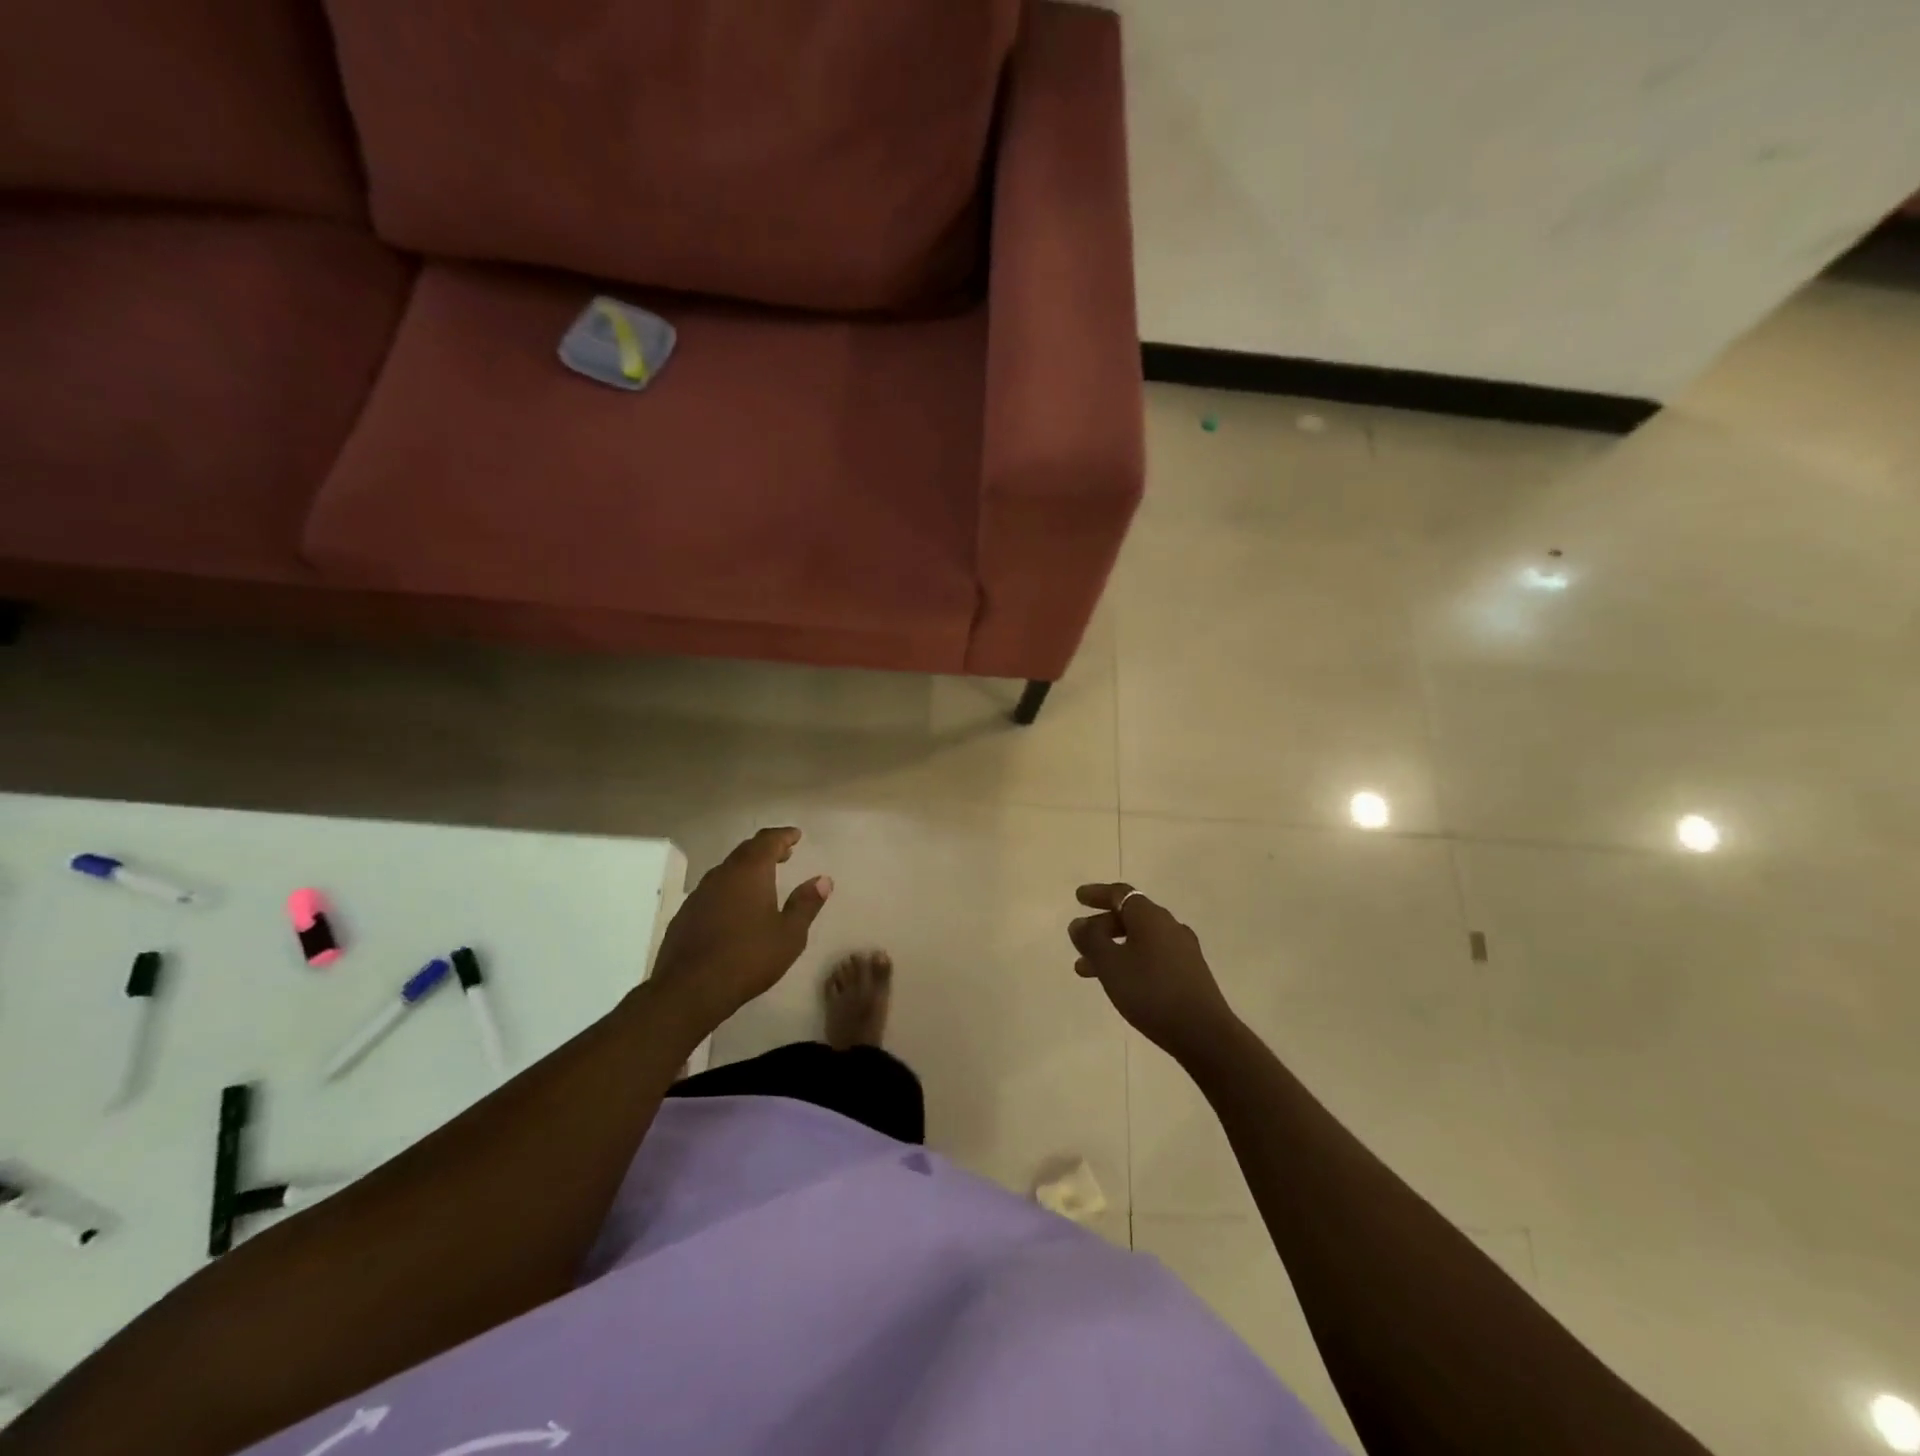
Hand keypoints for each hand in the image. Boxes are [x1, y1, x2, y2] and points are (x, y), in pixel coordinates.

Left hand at [650, 827, 831, 1028]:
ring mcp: (699, 893)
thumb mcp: (789, 934)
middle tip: (784, 853)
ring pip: (727, 870)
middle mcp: (722, 874)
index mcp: (750, 872)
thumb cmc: (748, 957)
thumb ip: (806, 904)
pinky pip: (713, 890)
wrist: (689, 988)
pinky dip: (730, 888)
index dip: (784, 836)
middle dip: (766, 849)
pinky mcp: (685, 914)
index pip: (768, 841)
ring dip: (747, 868)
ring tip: (762, 879)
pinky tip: (735, 907)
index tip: (796, 835)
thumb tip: (823, 879)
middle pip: (746, 850)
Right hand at [1069, 884, 1236, 1061]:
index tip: (1078, 898)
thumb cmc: (1150, 992)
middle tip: (1079, 941)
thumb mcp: (1110, 965)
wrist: (1204, 1033)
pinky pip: (1152, 956)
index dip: (1097, 894)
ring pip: (1139, 940)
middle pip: (1130, 916)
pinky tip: (1120, 983)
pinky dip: (1130, 961)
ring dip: (1112, 949)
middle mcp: (1169, 926)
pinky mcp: (1189, 973)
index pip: (1120, 894)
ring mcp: (1183, 950)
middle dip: (1101, 927)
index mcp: (1150, 916)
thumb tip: (1078, 923)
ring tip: (1087, 970)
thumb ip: (1091, 940)